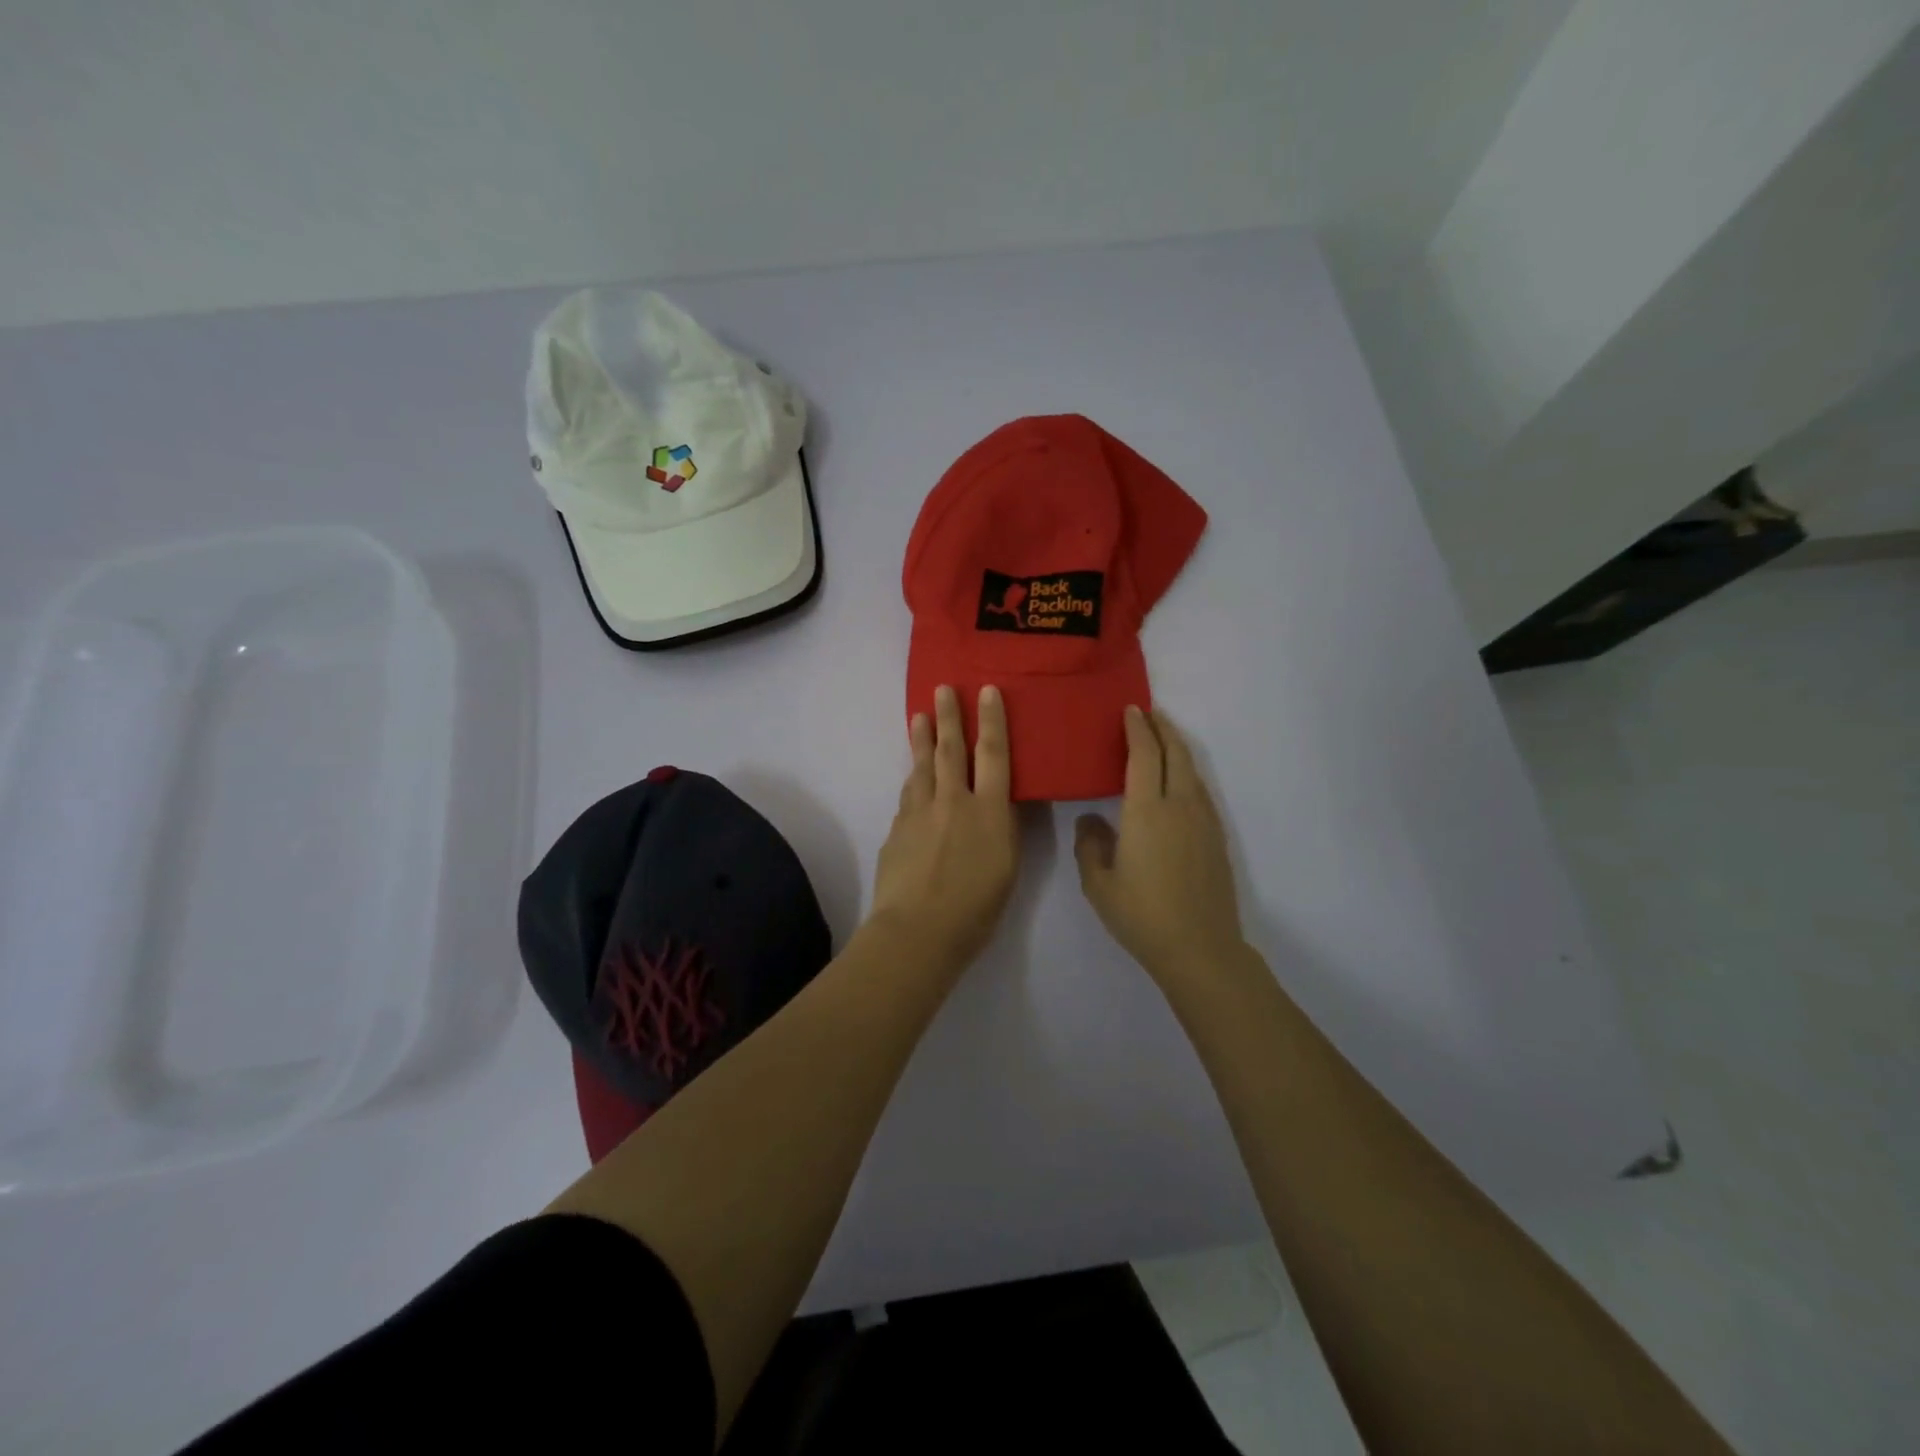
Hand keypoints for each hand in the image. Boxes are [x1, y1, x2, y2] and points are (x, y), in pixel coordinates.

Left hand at [868, 684, 1019, 975]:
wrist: (918, 930)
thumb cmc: (976, 908)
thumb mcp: (1007, 866)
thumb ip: (1002, 828)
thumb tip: (998, 803)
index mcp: (987, 810)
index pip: (993, 753)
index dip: (991, 720)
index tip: (986, 690)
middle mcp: (952, 801)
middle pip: (950, 749)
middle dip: (948, 716)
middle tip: (941, 688)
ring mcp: (919, 812)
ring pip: (921, 766)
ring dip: (921, 739)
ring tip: (919, 717)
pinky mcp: (897, 829)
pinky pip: (908, 795)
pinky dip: (913, 780)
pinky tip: (913, 777)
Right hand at [1074, 706, 1245, 983]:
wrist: (1200, 948)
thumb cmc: (1142, 915)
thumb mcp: (1099, 883)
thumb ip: (1090, 845)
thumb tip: (1091, 819)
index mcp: (1146, 811)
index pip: (1144, 755)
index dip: (1137, 729)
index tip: (1131, 710)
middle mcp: (1179, 806)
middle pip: (1175, 753)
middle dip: (1162, 728)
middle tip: (1148, 713)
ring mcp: (1203, 821)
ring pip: (1192, 770)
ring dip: (1177, 748)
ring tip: (1163, 739)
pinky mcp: (1216, 838)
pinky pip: (1200, 791)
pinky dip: (1187, 773)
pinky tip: (1179, 783)